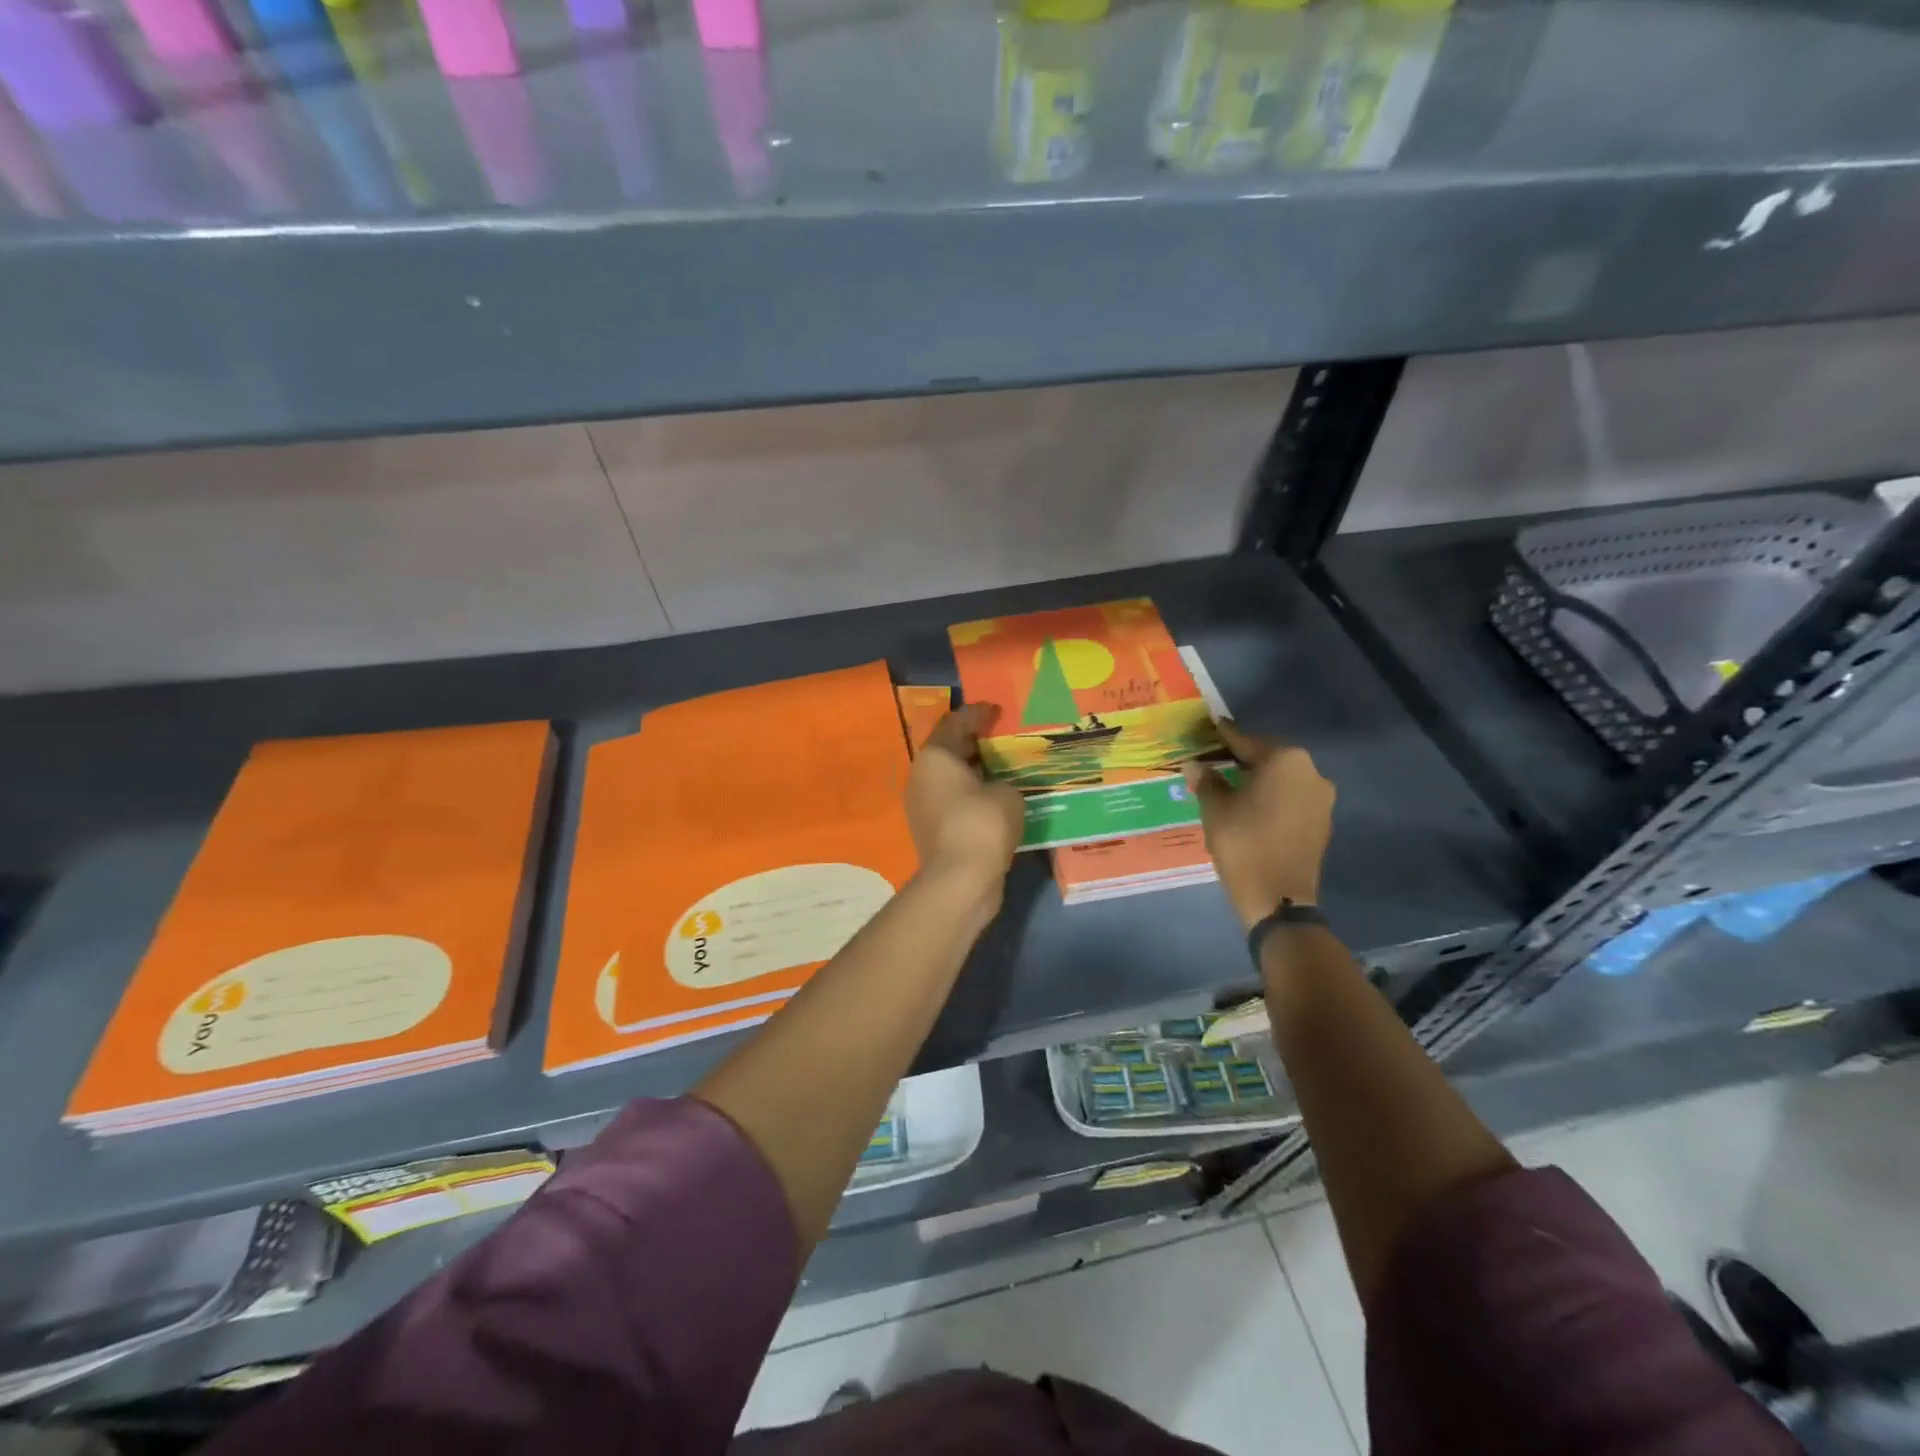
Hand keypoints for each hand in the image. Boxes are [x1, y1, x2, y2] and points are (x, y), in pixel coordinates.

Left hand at [905, 704, 1024, 900]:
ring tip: (1003, 767)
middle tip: (1002, 736)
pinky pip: (953, 800)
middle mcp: (921, 776)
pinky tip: (996, 797)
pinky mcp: (930, 829)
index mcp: (935, 757)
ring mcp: (922, 805)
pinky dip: (972, 794)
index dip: (978, 714)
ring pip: (950, 777)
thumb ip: (1004, 781)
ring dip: (974, 770)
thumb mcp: (1007, 793)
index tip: (997, 710)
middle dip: (975, 742)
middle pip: (949, 750)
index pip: (955, 723)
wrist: (960, 880)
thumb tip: (997, 789)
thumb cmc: (982, 824)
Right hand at [1185, 721, 1335, 929]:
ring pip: (1283, 778)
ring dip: (1260, 778)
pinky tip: (1252, 806)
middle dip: (1244, 758)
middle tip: (1217, 758)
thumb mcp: (1215, 809)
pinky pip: (1292, 798)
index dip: (1225, 736)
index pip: (1247, 741)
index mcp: (1284, 760)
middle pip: (1269, 757)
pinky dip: (1273, 797)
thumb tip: (1195, 764)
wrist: (1277, 897)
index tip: (1212, 725)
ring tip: (1232, 784)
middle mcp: (1310, 771)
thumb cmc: (1243, 843)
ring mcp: (1321, 798)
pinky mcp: (1323, 821)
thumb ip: (1206, 781)